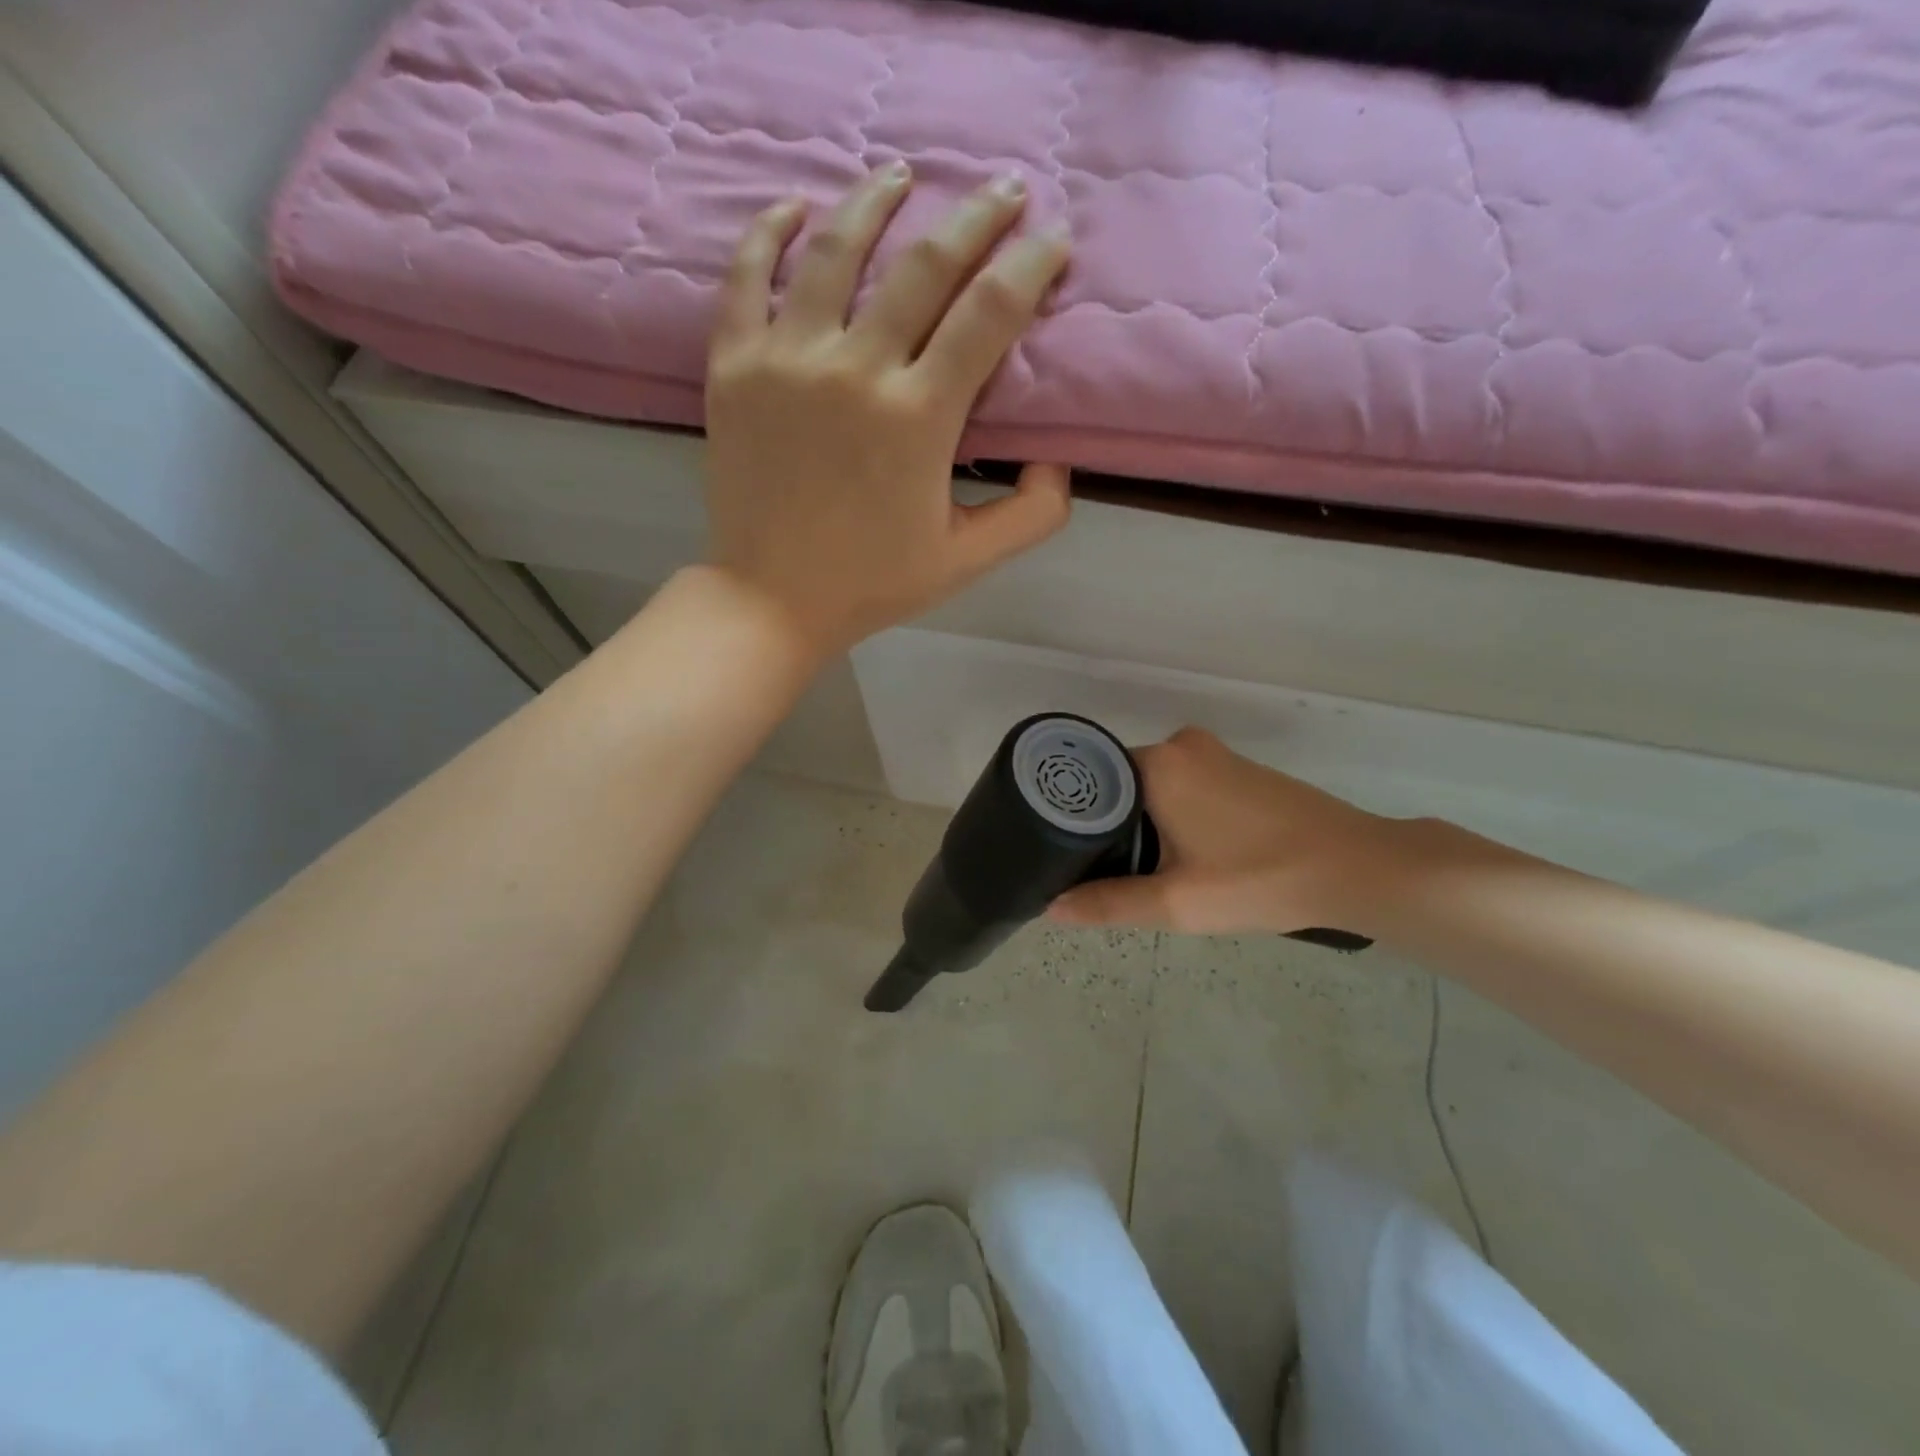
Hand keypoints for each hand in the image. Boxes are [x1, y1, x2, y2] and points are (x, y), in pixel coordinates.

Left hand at [702, 165, 1073, 659]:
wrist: (771, 600)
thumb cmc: (873, 583)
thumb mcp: (967, 561)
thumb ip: (1031, 514)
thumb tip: (1058, 458)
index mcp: (919, 418)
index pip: (990, 312)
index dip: (1031, 265)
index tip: (1054, 239)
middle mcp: (855, 370)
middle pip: (926, 264)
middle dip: (977, 216)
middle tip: (1004, 189)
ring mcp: (786, 360)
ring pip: (836, 249)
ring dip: (877, 200)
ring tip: (903, 175)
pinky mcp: (733, 366)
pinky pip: (747, 275)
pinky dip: (772, 230)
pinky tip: (798, 207)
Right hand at [1047, 728, 1405, 934]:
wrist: (1357, 867)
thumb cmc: (1260, 879)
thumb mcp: (1176, 902)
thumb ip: (1108, 903)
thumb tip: (1050, 908)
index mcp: (1158, 763)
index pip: (1091, 782)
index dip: (1074, 820)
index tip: (1063, 854)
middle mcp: (1181, 745)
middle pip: (1121, 784)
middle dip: (1110, 827)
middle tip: (1099, 873)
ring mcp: (1215, 754)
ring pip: (1154, 787)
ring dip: (1143, 823)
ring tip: (1137, 870)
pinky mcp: (1239, 769)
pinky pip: (1184, 786)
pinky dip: (1172, 815)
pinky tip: (1183, 855)